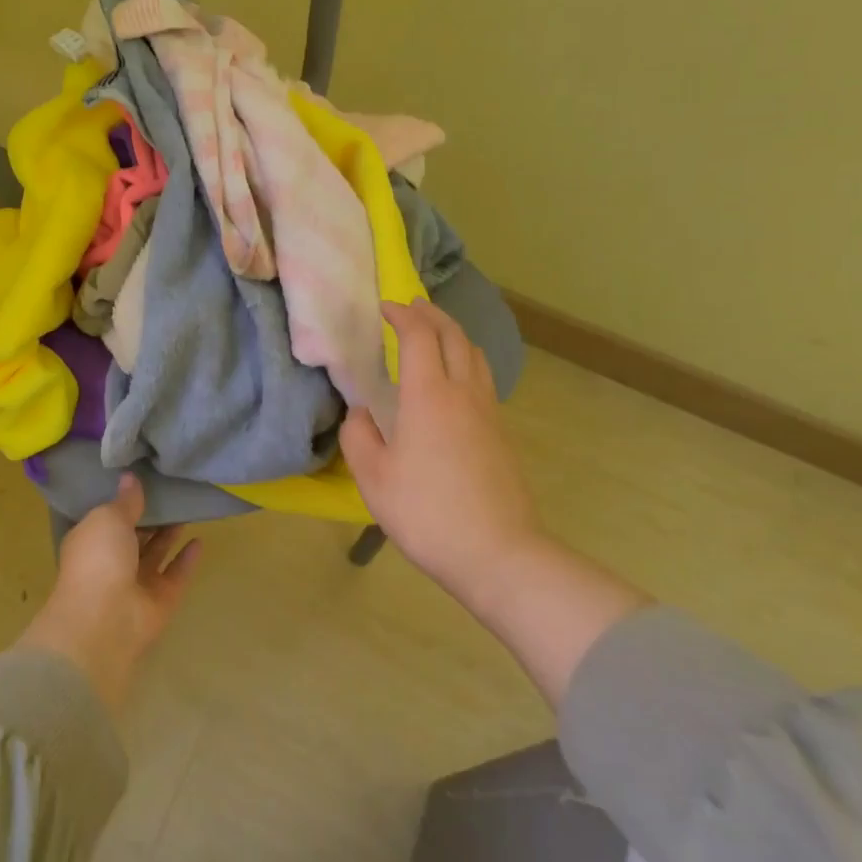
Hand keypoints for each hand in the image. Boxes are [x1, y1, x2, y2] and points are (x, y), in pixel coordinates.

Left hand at [19, 476, 201, 710]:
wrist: (104, 620)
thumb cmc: (98, 559)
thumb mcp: (108, 518)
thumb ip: (125, 501)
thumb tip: (130, 478)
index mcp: (90, 543)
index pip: (107, 520)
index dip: (123, 503)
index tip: (141, 482)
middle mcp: (111, 564)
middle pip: (134, 537)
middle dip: (149, 518)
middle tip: (170, 492)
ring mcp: (136, 585)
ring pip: (155, 554)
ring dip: (169, 535)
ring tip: (187, 509)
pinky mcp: (160, 602)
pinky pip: (176, 575)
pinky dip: (186, 560)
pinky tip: (199, 540)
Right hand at [344, 300, 647, 705]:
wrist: (498, 554)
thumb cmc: (427, 513)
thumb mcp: (373, 478)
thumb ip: (359, 436)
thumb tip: (361, 412)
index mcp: (429, 396)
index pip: (420, 336)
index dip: (403, 315)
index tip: (386, 307)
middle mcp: (463, 393)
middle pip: (454, 336)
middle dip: (432, 315)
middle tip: (412, 307)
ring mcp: (489, 413)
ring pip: (476, 356)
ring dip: (454, 335)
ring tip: (435, 335)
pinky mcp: (502, 434)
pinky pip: (483, 380)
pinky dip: (466, 361)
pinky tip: (453, 382)